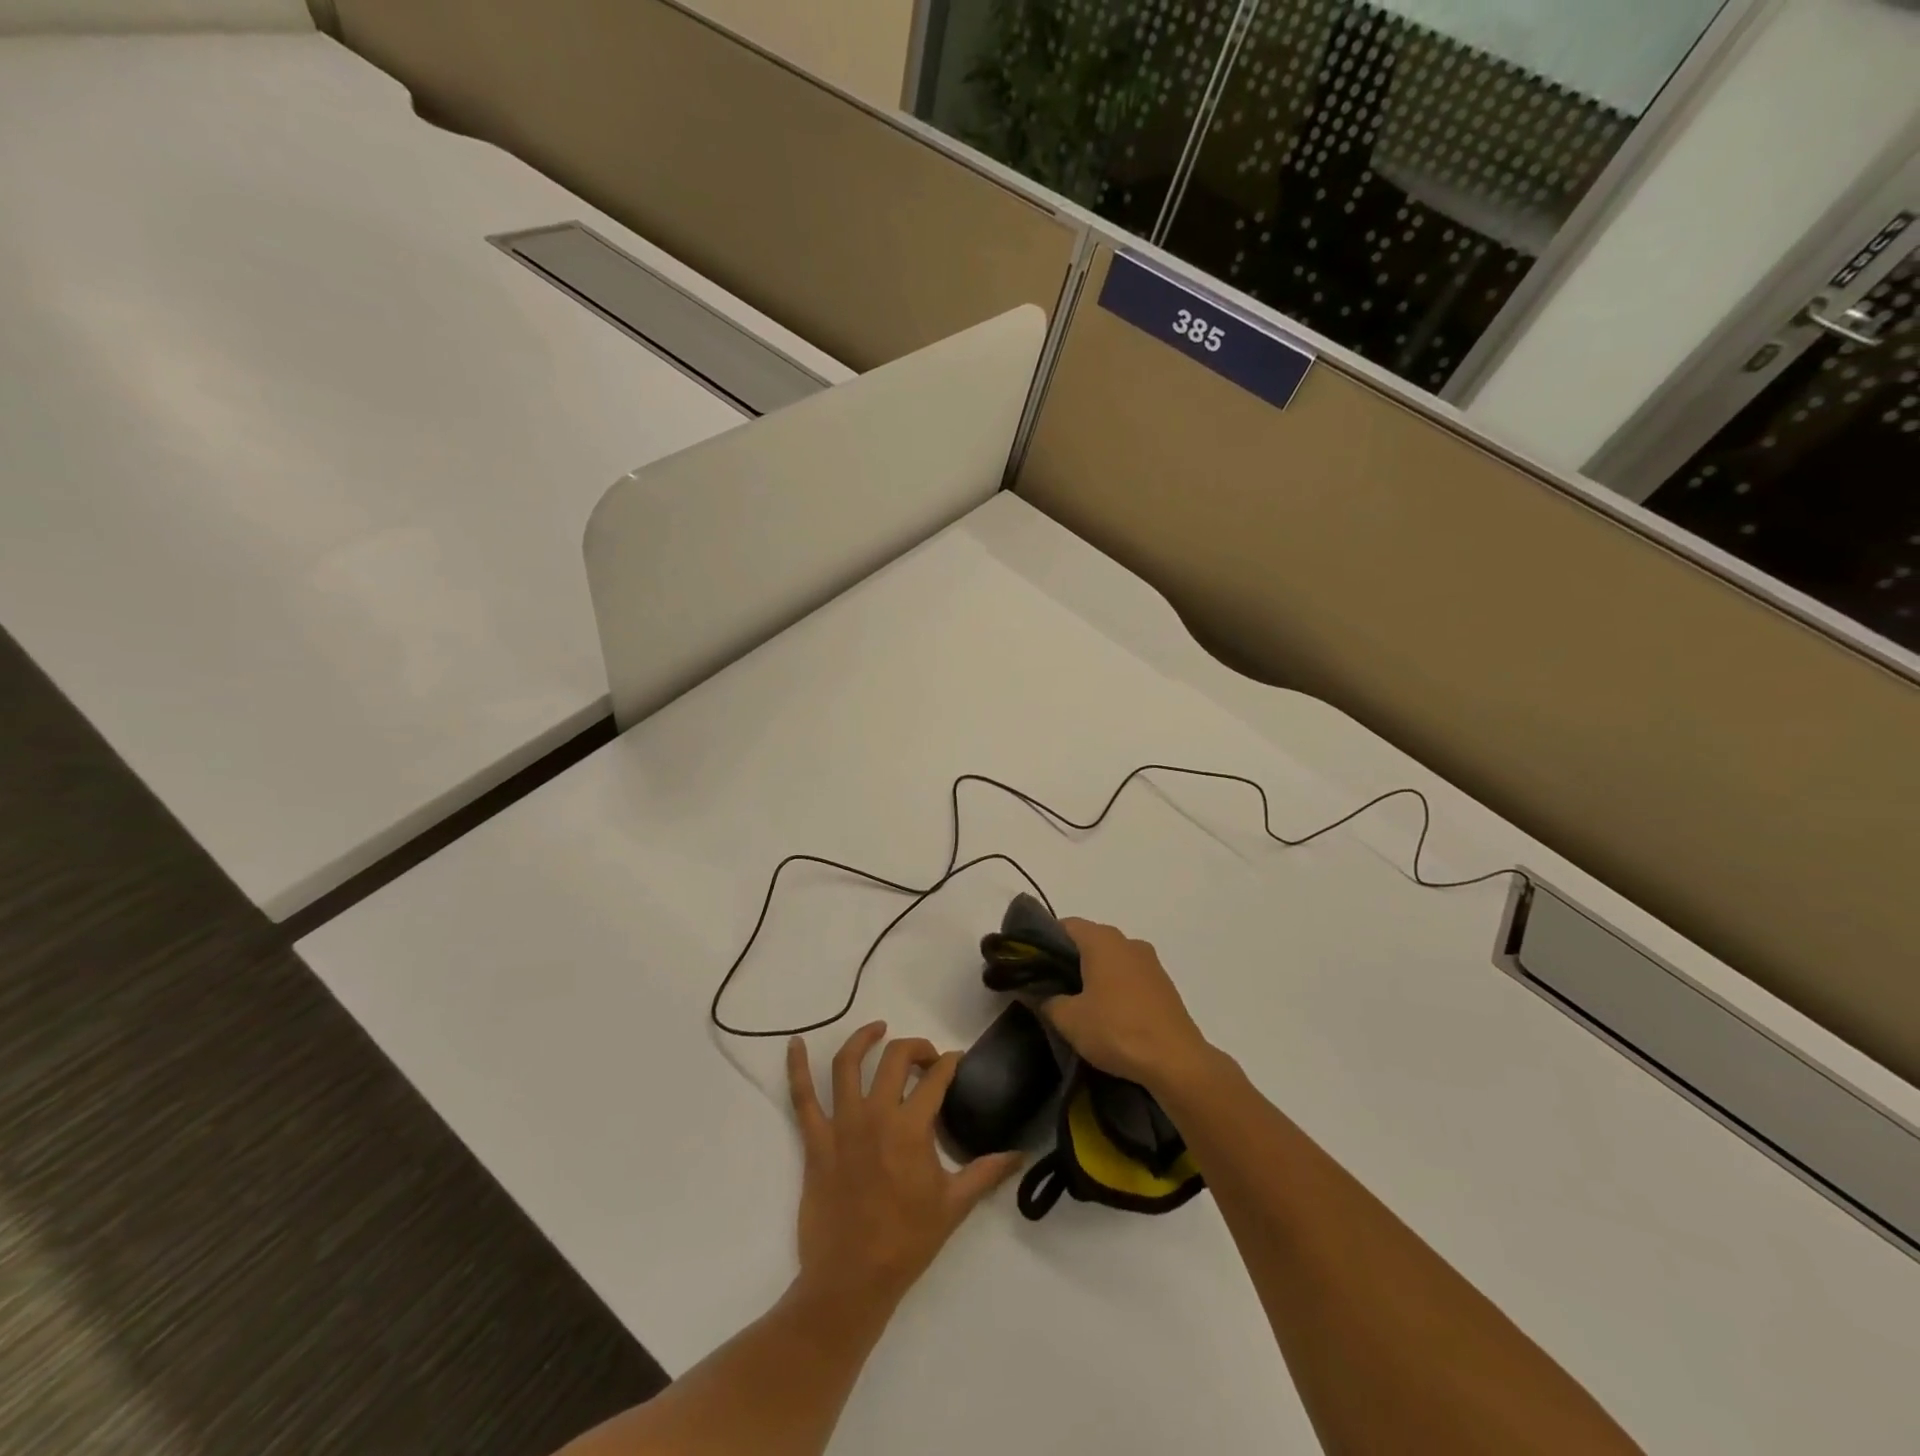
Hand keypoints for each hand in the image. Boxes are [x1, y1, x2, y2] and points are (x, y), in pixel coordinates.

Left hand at [786, 1023, 1020, 1314]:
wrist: (851, 1281)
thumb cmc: (906, 1242)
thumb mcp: (954, 1206)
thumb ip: (986, 1172)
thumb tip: (1020, 1153)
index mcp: (911, 1128)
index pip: (935, 1078)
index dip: (949, 1063)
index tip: (956, 1061)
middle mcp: (876, 1115)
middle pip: (895, 1058)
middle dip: (915, 1047)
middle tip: (926, 1058)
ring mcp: (841, 1125)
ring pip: (847, 1065)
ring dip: (863, 1040)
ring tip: (877, 1029)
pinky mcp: (815, 1140)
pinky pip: (801, 1097)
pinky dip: (796, 1067)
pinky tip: (794, 1043)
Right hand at [1042, 919, 1213, 1090]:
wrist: (1176, 1062)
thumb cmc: (1116, 1030)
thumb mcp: (1069, 1019)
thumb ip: (1045, 1000)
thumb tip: (1033, 992)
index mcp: (1102, 940)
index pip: (1066, 925)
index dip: (1045, 941)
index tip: (1032, 965)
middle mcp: (1128, 942)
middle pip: (1090, 941)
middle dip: (1069, 960)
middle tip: (1050, 987)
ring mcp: (1150, 963)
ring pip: (1112, 959)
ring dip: (1094, 975)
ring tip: (1078, 1004)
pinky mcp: (1164, 985)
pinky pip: (1130, 977)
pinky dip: (1116, 988)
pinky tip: (1108, 1015)